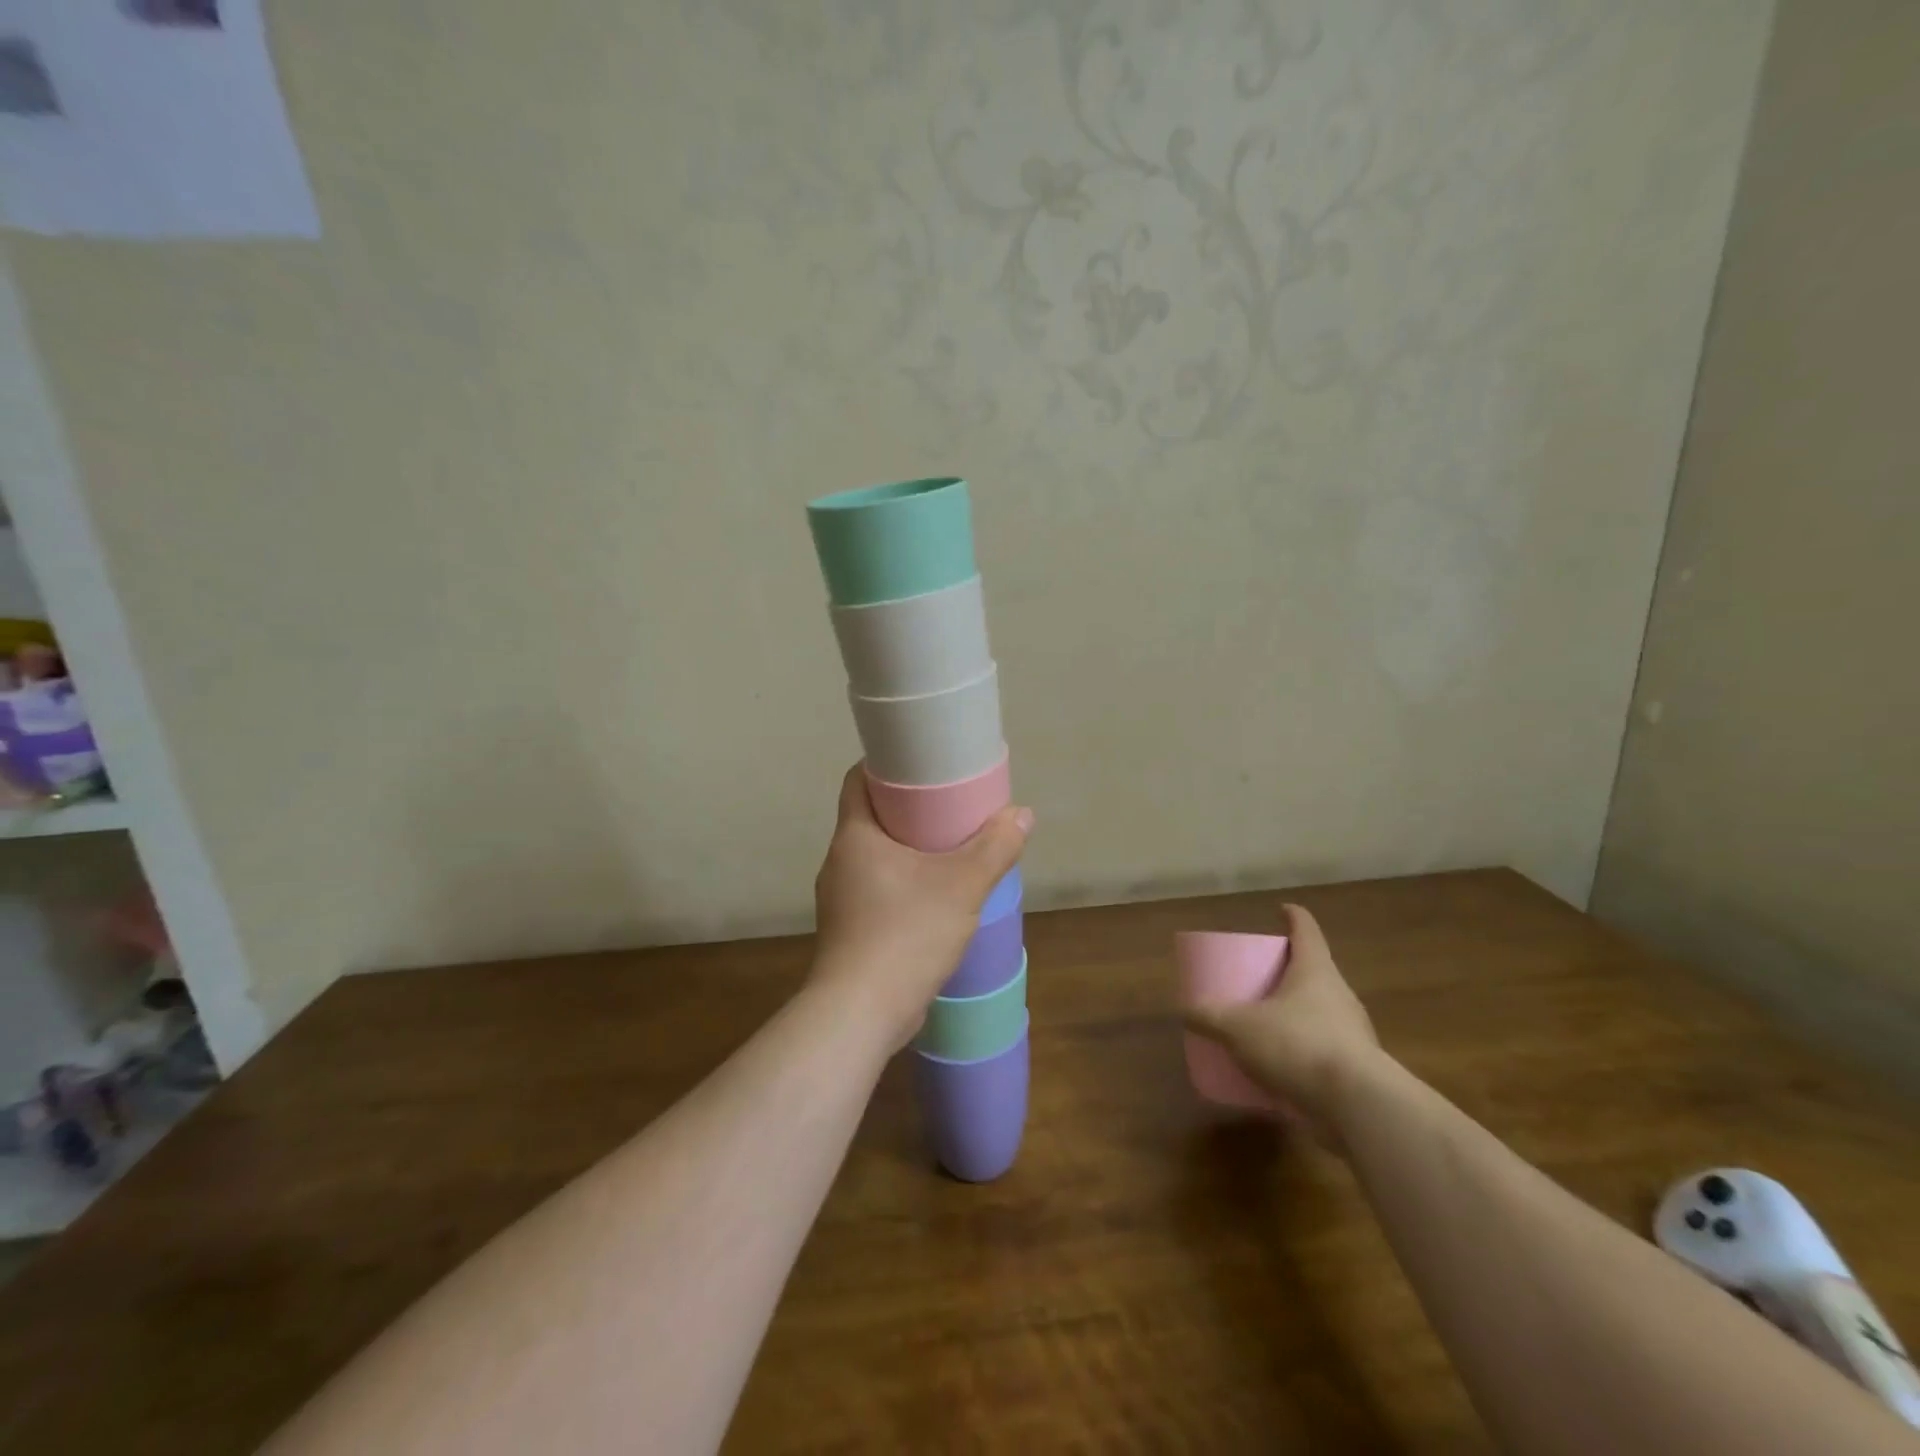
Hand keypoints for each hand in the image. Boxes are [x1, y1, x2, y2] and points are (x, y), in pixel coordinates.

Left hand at [810, 765, 1032, 1049]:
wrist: (860, 1013)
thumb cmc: (905, 934)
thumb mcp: (961, 886)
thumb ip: (994, 848)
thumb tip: (1021, 814)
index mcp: (855, 837)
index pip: (858, 780)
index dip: (886, 765)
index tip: (922, 764)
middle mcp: (839, 862)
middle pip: (871, 818)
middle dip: (908, 810)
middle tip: (949, 805)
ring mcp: (840, 900)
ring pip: (875, 858)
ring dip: (908, 850)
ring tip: (948, 850)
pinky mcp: (849, 931)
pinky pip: (877, 891)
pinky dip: (903, 884)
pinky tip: (933, 898)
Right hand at [1183, 902, 1383, 1134]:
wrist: (1360, 1106)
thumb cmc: (1299, 1045)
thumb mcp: (1240, 1029)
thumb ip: (1210, 1018)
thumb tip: (1184, 1011)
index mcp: (1315, 970)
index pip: (1306, 930)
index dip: (1293, 917)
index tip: (1282, 910)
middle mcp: (1339, 993)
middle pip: (1314, 970)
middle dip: (1289, 969)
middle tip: (1262, 973)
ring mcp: (1353, 1031)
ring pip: (1320, 1010)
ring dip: (1297, 1012)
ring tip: (1268, 1022)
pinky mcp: (1358, 1067)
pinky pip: (1325, 1048)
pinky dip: (1304, 1049)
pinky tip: (1283, 1066)